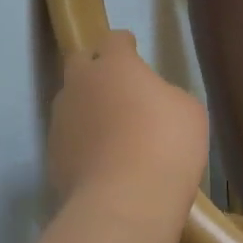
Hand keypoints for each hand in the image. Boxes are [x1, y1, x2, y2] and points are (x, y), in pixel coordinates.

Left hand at [48, 31, 207, 215]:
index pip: (113, 40)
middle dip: (95, 68)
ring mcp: (61, 121)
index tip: (133, 49)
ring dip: (88, 107)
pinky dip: (83, 143)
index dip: (124, 44)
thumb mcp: (189, 111)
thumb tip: (153, 102)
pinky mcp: (53, 156)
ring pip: (71, 102)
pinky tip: (103, 161)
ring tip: (111, 130)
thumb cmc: (167, 145)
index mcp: (115, 65)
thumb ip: (166, 95)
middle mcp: (80, 85)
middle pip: (79, 62)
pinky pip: (70, 138)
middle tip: (117, 85)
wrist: (126, 202)